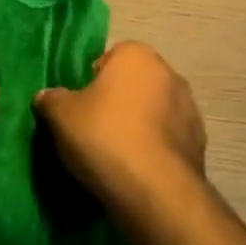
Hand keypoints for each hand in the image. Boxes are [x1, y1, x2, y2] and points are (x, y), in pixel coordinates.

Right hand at [36, 41, 205, 209]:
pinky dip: (154, 150)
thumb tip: (46, 96)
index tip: (80, 110)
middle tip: (94, 132)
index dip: (91, 84)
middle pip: (132, 85)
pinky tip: (138, 172)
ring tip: (116, 157)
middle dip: (117, 103)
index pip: (108, 60)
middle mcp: (168, 73)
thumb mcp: (61, 116)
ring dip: (139, 126)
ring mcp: (189, 108)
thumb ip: (51, 99)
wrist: (155, 190)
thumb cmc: (105, 137)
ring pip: (152, 112)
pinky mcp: (199, 143)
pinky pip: (167, 140)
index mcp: (137, 55)